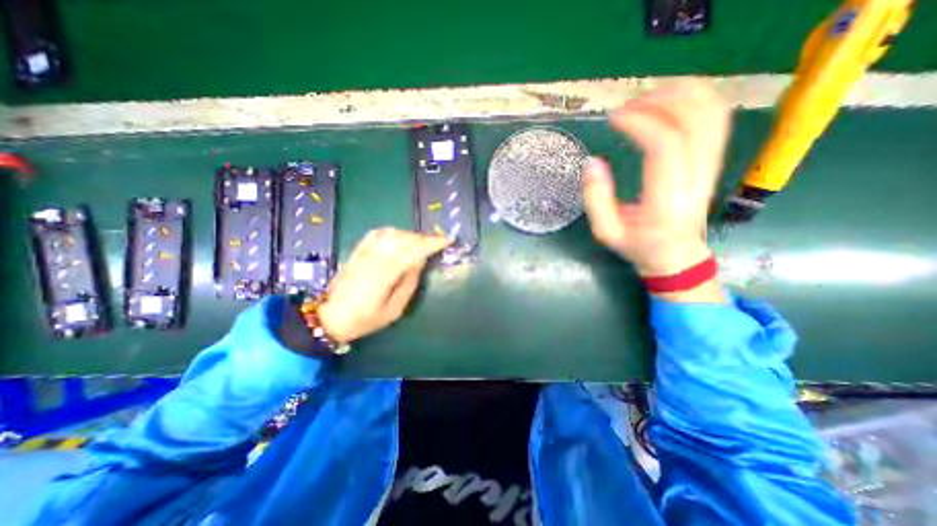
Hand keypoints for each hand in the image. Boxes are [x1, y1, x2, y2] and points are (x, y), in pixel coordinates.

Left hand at [318, 227, 449, 343]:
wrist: (330, 316)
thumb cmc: (365, 319)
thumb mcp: (394, 310)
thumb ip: (409, 284)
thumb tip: (420, 262)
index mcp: (385, 275)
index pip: (413, 251)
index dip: (432, 243)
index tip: (448, 240)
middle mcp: (375, 258)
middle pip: (405, 239)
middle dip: (426, 238)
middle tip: (439, 243)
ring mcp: (364, 252)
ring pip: (393, 233)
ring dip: (412, 235)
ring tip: (422, 242)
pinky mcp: (358, 250)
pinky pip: (378, 233)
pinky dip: (394, 231)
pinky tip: (401, 236)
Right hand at [583, 78, 731, 297]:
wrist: (675, 255)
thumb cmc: (637, 245)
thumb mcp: (605, 231)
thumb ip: (596, 199)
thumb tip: (593, 162)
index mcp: (666, 201)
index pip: (665, 147)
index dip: (641, 123)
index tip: (614, 119)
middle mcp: (696, 179)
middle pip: (696, 120)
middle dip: (660, 101)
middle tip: (628, 107)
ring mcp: (711, 167)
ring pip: (713, 113)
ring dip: (680, 95)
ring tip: (646, 100)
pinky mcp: (714, 161)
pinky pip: (717, 119)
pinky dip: (696, 100)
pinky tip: (669, 102)